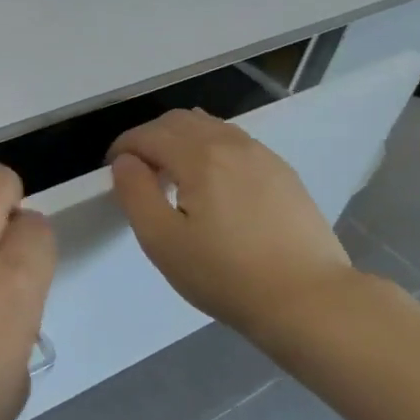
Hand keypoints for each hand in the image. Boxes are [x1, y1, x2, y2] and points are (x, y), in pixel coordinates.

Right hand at [108, 109, 354, 348]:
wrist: (307, 298)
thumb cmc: (225, 275)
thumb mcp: (162, 241)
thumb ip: (135, 193)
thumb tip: (125, 162)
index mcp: (199, 156)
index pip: (148, 134)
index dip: (122, 148)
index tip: (112, 172)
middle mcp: (231, 143)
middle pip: (178, 121)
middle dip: (149, 138)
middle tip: (139, 173)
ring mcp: (262, 155)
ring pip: (209, 127)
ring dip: (180, 141)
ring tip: (172, 177)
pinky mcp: (281, 172)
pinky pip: (234, 143)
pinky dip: (209, 149)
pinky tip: (211, 185)